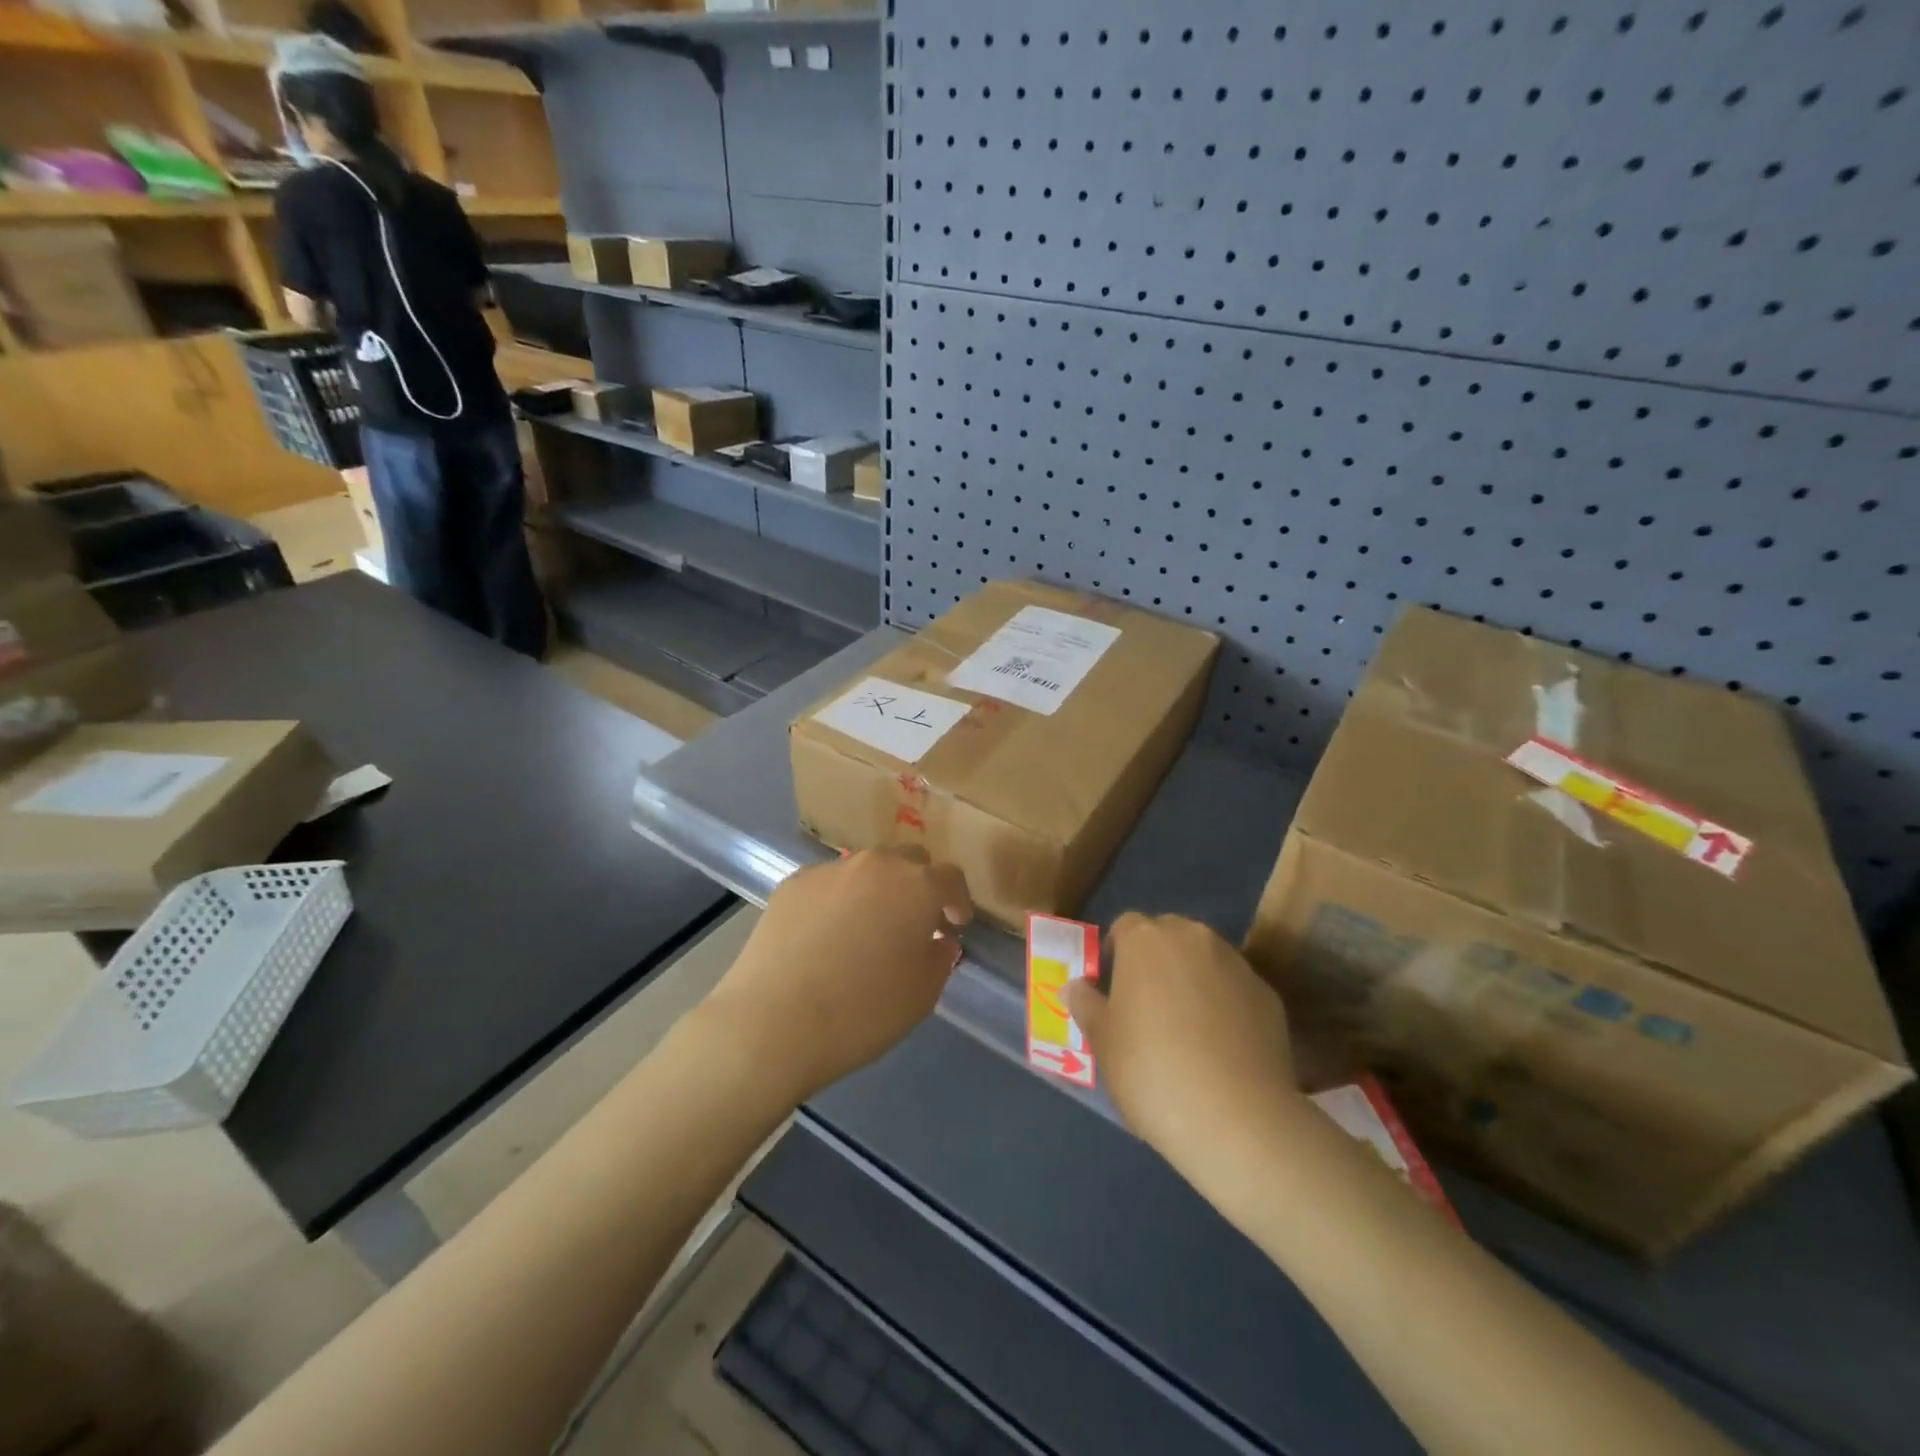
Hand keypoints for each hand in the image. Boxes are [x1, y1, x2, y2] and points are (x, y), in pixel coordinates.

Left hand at [700, 847, 971, 1104]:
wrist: (772, 1022)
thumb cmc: (862, 1011)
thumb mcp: (922, 995)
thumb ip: (940, 958)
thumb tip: (939, 940)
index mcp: (916, 885)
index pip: (950, 877)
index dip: (957, 900)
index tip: (955, 925)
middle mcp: (875, 865)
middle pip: (908, 861)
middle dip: (919, 886)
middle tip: (915, 922)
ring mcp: (829, 870)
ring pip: (865, 870)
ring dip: (877, 891)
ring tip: (867, 929)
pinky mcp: (792, 884)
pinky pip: (828, 884)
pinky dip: (837, 901)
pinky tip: (826, 937)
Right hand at [1067, 914, 1303, 1185]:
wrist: (1238, 1119)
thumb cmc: (1151, 1070)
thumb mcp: (1102, 1042)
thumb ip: (1087, 1005)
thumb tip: (1078, 986)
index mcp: (1146, 940)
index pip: (1125, 926)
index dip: (1116, 952)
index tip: (1112, 987)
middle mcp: (1193, 938)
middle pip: (1168, 935)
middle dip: (1156, 960)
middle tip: (1146, 1005)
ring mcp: (1236, 964)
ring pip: (1205, 959)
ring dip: (1192, 979)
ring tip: (1186, 1028)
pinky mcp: (1269, 995)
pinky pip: (1235, 989)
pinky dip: (1225, 1005)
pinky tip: (1221, 1047)